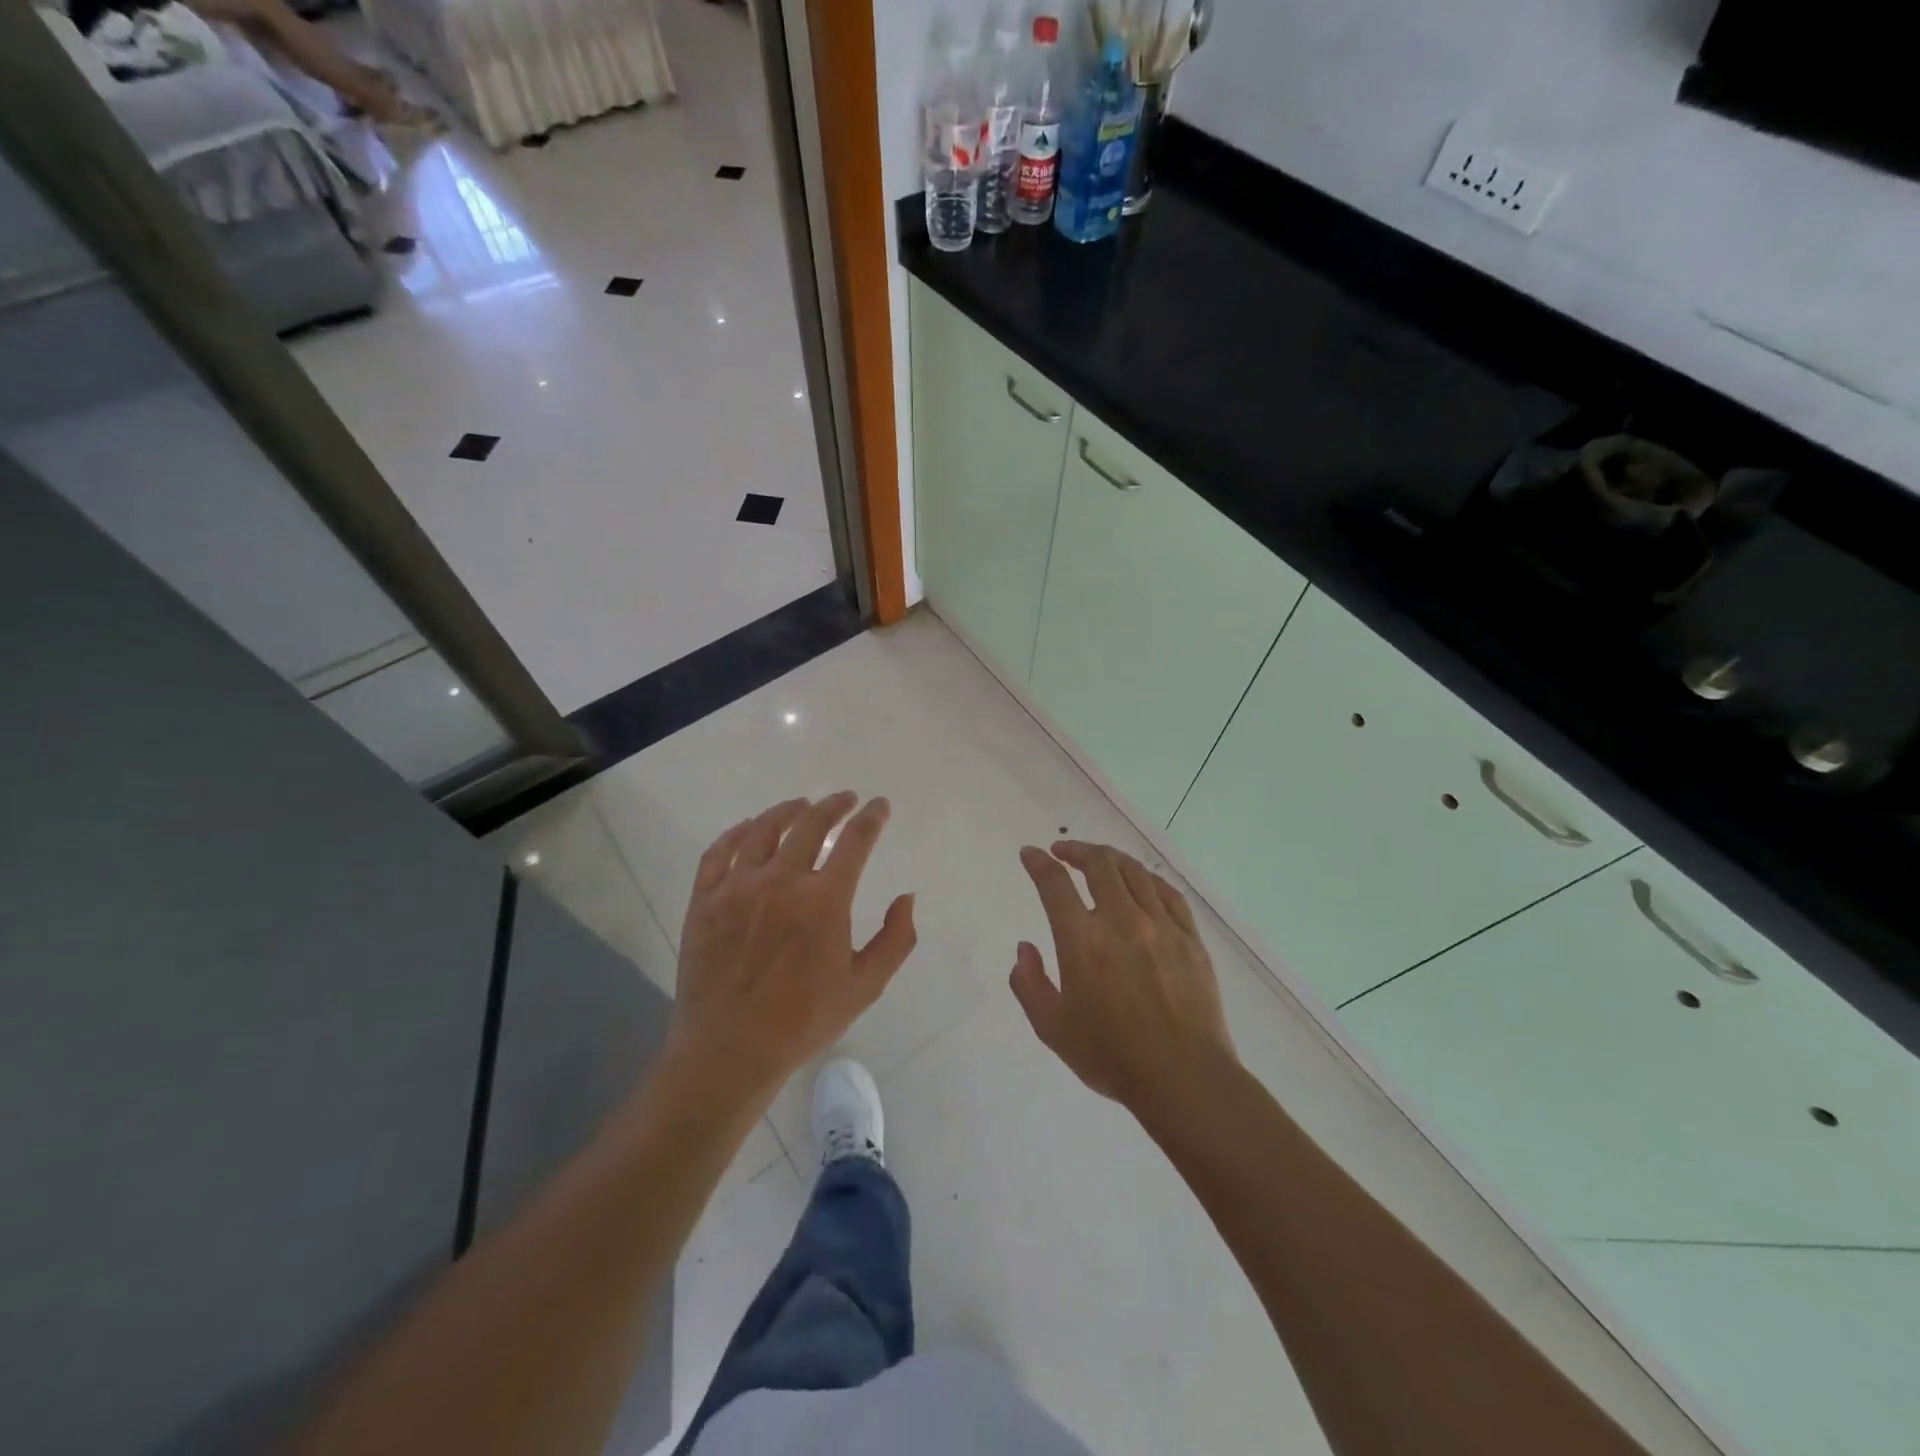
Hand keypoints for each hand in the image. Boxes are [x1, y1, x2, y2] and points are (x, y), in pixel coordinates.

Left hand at [670, 793, 916, 1095]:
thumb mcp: (865, 986)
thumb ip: (895, 939)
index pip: (855, 841)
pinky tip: (749, 827)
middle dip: (834, 805)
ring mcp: (737, 887)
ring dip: (788, 810)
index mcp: (824, 900)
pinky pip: (718, 851)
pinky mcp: (704, 900)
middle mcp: (781, 881)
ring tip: (802, 805)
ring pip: (763, 829)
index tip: (880, 806)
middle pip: (810, 823)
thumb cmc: (802, 1021)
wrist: (728, 1050)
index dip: (872, 818)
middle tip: (846, 799)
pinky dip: (737, 832)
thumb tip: (906, 898)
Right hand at [1011, 841, 1236, 1114]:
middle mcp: (1121, 920)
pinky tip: (1141, 882)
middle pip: (1098, 864)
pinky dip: (1147, 879)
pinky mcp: (1190, 938)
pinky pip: (1168, 893)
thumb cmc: (1111, 1056)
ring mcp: (1161, 926)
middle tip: (1063, 851)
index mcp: (1082, 940)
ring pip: (1134, 872)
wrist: (1184, 1078)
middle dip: (1076, 850)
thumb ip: (1029, 983)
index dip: (1038, 863)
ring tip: (1098, 860)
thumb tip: (1025, 948)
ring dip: (1110, 858)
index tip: (1030, 854)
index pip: (1054, 884)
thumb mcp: (1052, 1028)